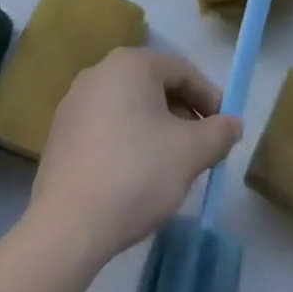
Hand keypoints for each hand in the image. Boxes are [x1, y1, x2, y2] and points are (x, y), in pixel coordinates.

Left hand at [28, 48, 242, 265]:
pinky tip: (134, 177)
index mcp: (131, 64)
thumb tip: (233, 123)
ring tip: (170, 165)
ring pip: (129, 108)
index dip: (210, 98)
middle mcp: (99, 72)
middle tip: (200, 148)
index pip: (183, 71)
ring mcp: (74, 103)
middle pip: (155, 86)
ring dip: (155, 129)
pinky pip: (105, 128)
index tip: (224, 128)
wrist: (66, 228)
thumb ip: (219, 133)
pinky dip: (127, 142)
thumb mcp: (191, 153)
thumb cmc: (136, 174)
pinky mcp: (59, 135)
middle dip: (182, 114)